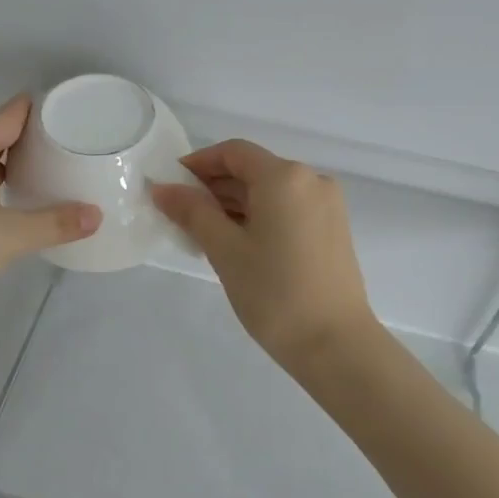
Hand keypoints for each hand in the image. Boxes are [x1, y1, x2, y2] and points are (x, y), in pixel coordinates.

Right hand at [150, 139, 376, 373]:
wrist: (336, 344)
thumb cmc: (274, 293)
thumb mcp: (225, 250)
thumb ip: (192, 212)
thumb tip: (162, 188)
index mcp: (285, 176)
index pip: (233, 153)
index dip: (198, 163)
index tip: (171, 187)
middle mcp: (311, 180)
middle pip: (254, 169)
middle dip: (215, 187)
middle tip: (181, 215)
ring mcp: (327, 205)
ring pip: (271, 191)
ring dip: (236, 204)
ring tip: (204, 233)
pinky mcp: (333, 229)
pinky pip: (288, 208)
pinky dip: (260, 216)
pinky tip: (238, 242)